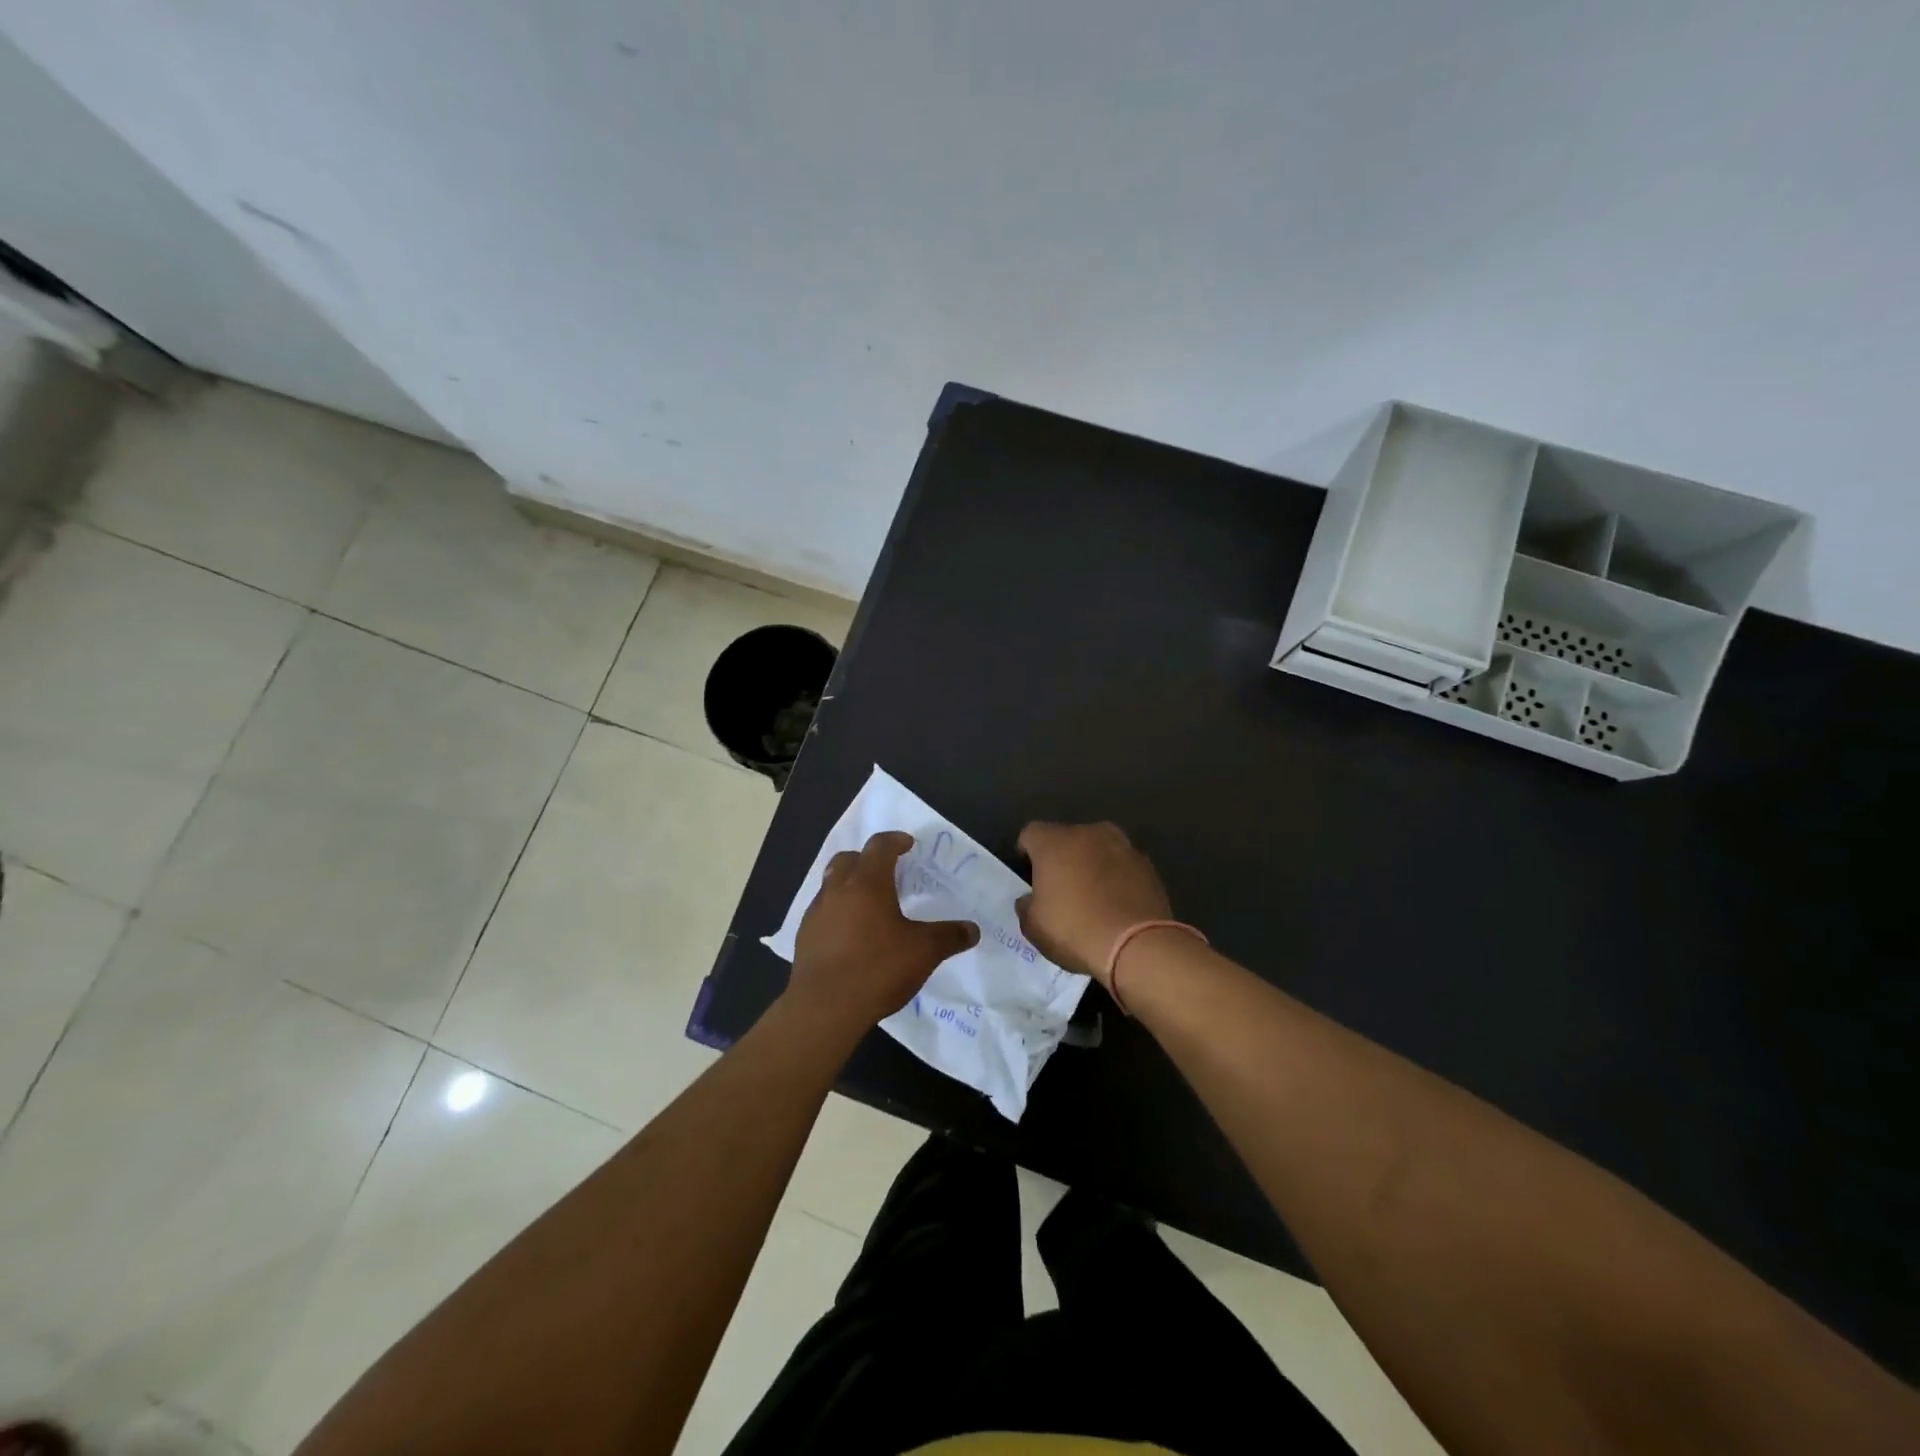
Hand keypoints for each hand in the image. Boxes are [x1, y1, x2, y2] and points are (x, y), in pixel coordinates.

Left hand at [787, 831, 978, 1033]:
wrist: (823, 1008)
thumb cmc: (877, 968)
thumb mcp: (924, 952)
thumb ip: (949, 936)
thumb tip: (972, 930)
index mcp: (867, 882)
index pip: (880, 846)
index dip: (895, 841)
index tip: (907, 844)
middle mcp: (838, 889)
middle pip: (848, 859)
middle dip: (867, 859)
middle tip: (886, 872)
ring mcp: (816, 913)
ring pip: (832, 884)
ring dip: (850, 885)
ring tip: (870, 905)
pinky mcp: (804, 937)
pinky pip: (823, 911)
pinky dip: (838, 912)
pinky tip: (852, 935)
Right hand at [1016, 822, 1171, 985]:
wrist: (1138, 946)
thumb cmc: (1075, 931)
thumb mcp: (1033, 927)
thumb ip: (1026, 905)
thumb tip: (1030, 899)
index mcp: (1054, 842)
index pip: (1031, 834)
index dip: (1026, 853)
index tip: (1029, 876)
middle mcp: (1089, 833)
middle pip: (1067, 838)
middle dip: (1061, 857)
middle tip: (1060, 888)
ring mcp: (1123, 845)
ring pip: (1097, 848)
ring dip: (1091, 864)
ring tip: (1092, 896)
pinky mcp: (1147, 864)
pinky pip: (1122, 865)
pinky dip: (1116, 877)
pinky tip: (1116, 904)